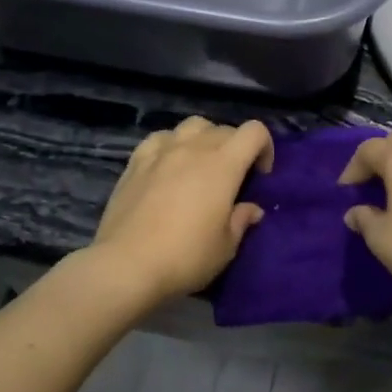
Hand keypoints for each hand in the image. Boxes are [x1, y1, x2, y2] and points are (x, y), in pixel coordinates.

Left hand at [89, 117, 273, 306]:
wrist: (126, 265)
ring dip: (204, 139)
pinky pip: (160, 138)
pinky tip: (168, 165)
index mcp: (224, 165)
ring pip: (191, 126)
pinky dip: (171, 145)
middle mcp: (193, 149)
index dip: (265, 147)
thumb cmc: (185, 257)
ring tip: (201, 165)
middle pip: (223, 129)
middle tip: (232, 178)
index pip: (254, 132)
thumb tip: (252, 209)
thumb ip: (241, 221)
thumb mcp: (225, 247)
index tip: (260, 175)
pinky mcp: (135, 162)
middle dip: (236, 147)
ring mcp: (161, 152)